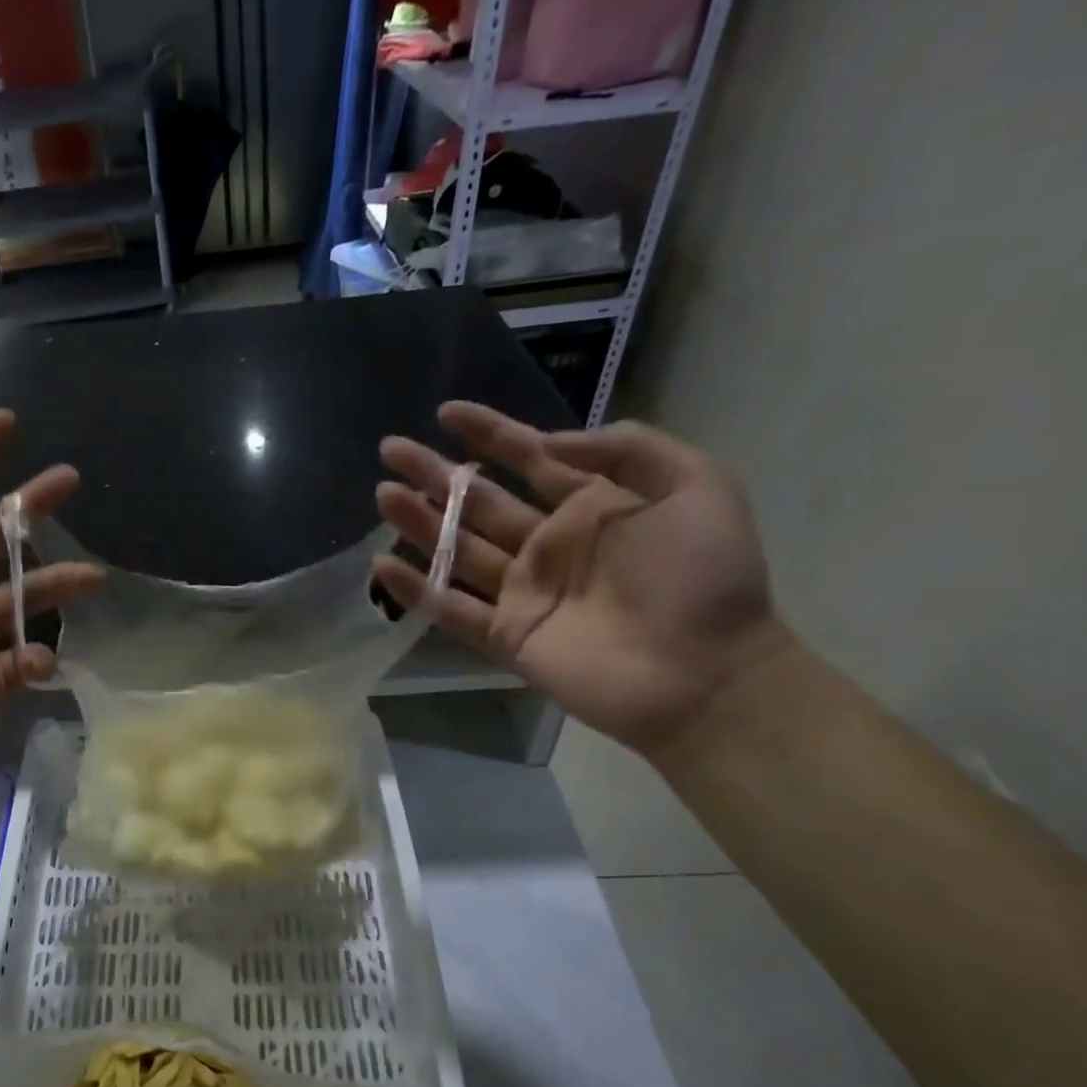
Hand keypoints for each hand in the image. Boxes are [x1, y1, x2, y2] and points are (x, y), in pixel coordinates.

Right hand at [374, 403, 790, 753]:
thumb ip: (628, 450)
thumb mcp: (696, 487)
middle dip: (434, 474)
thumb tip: (549, 443)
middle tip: (391, 450)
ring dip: (418, 523)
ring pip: (456, 550)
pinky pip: (451, 609)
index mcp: (590, 507)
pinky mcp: (505, 636)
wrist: (703, 675)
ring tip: (382, 495)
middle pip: (478, 502)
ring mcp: (522, 592)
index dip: (487, 433)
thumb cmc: (703, 578)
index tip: (446, 411)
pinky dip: (416, 590)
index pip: (527, 459)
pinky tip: (382, 566)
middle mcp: (547, 545)